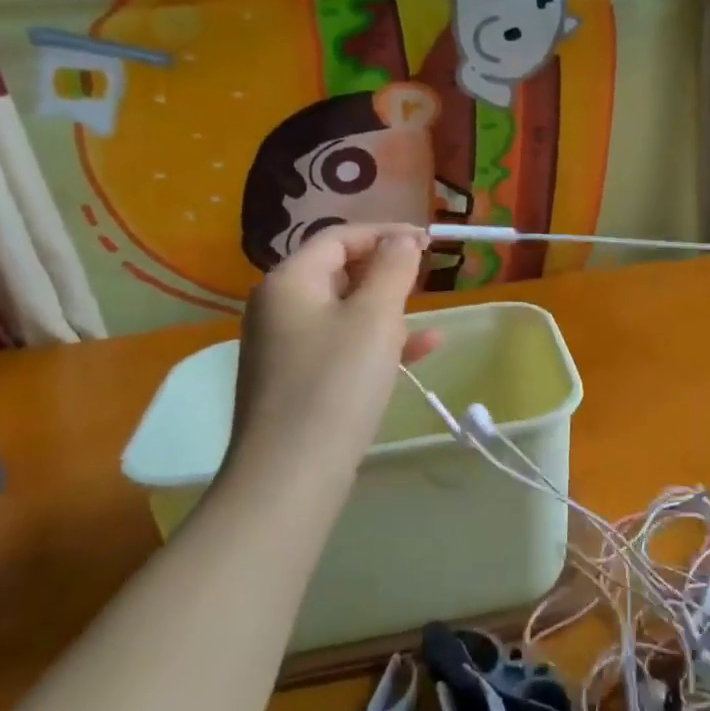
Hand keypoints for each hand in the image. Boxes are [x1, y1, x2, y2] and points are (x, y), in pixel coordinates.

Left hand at [225, 224, 437, 485]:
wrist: (290, 477)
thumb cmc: (336, 383)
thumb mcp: (375, 317)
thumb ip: (393, 268)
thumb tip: (402, 239)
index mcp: (290, 281)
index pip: (340, 237)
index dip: (387, 233)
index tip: (430, 241)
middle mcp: (279, 307)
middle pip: (339, 271)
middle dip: (386, 273)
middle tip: (426, 278)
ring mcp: (284, 347)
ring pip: (344, 311)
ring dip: (387, 310)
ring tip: (426, 316)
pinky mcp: (296, 381)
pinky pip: (342, 346)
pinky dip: (377, 343)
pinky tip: (422, 350)